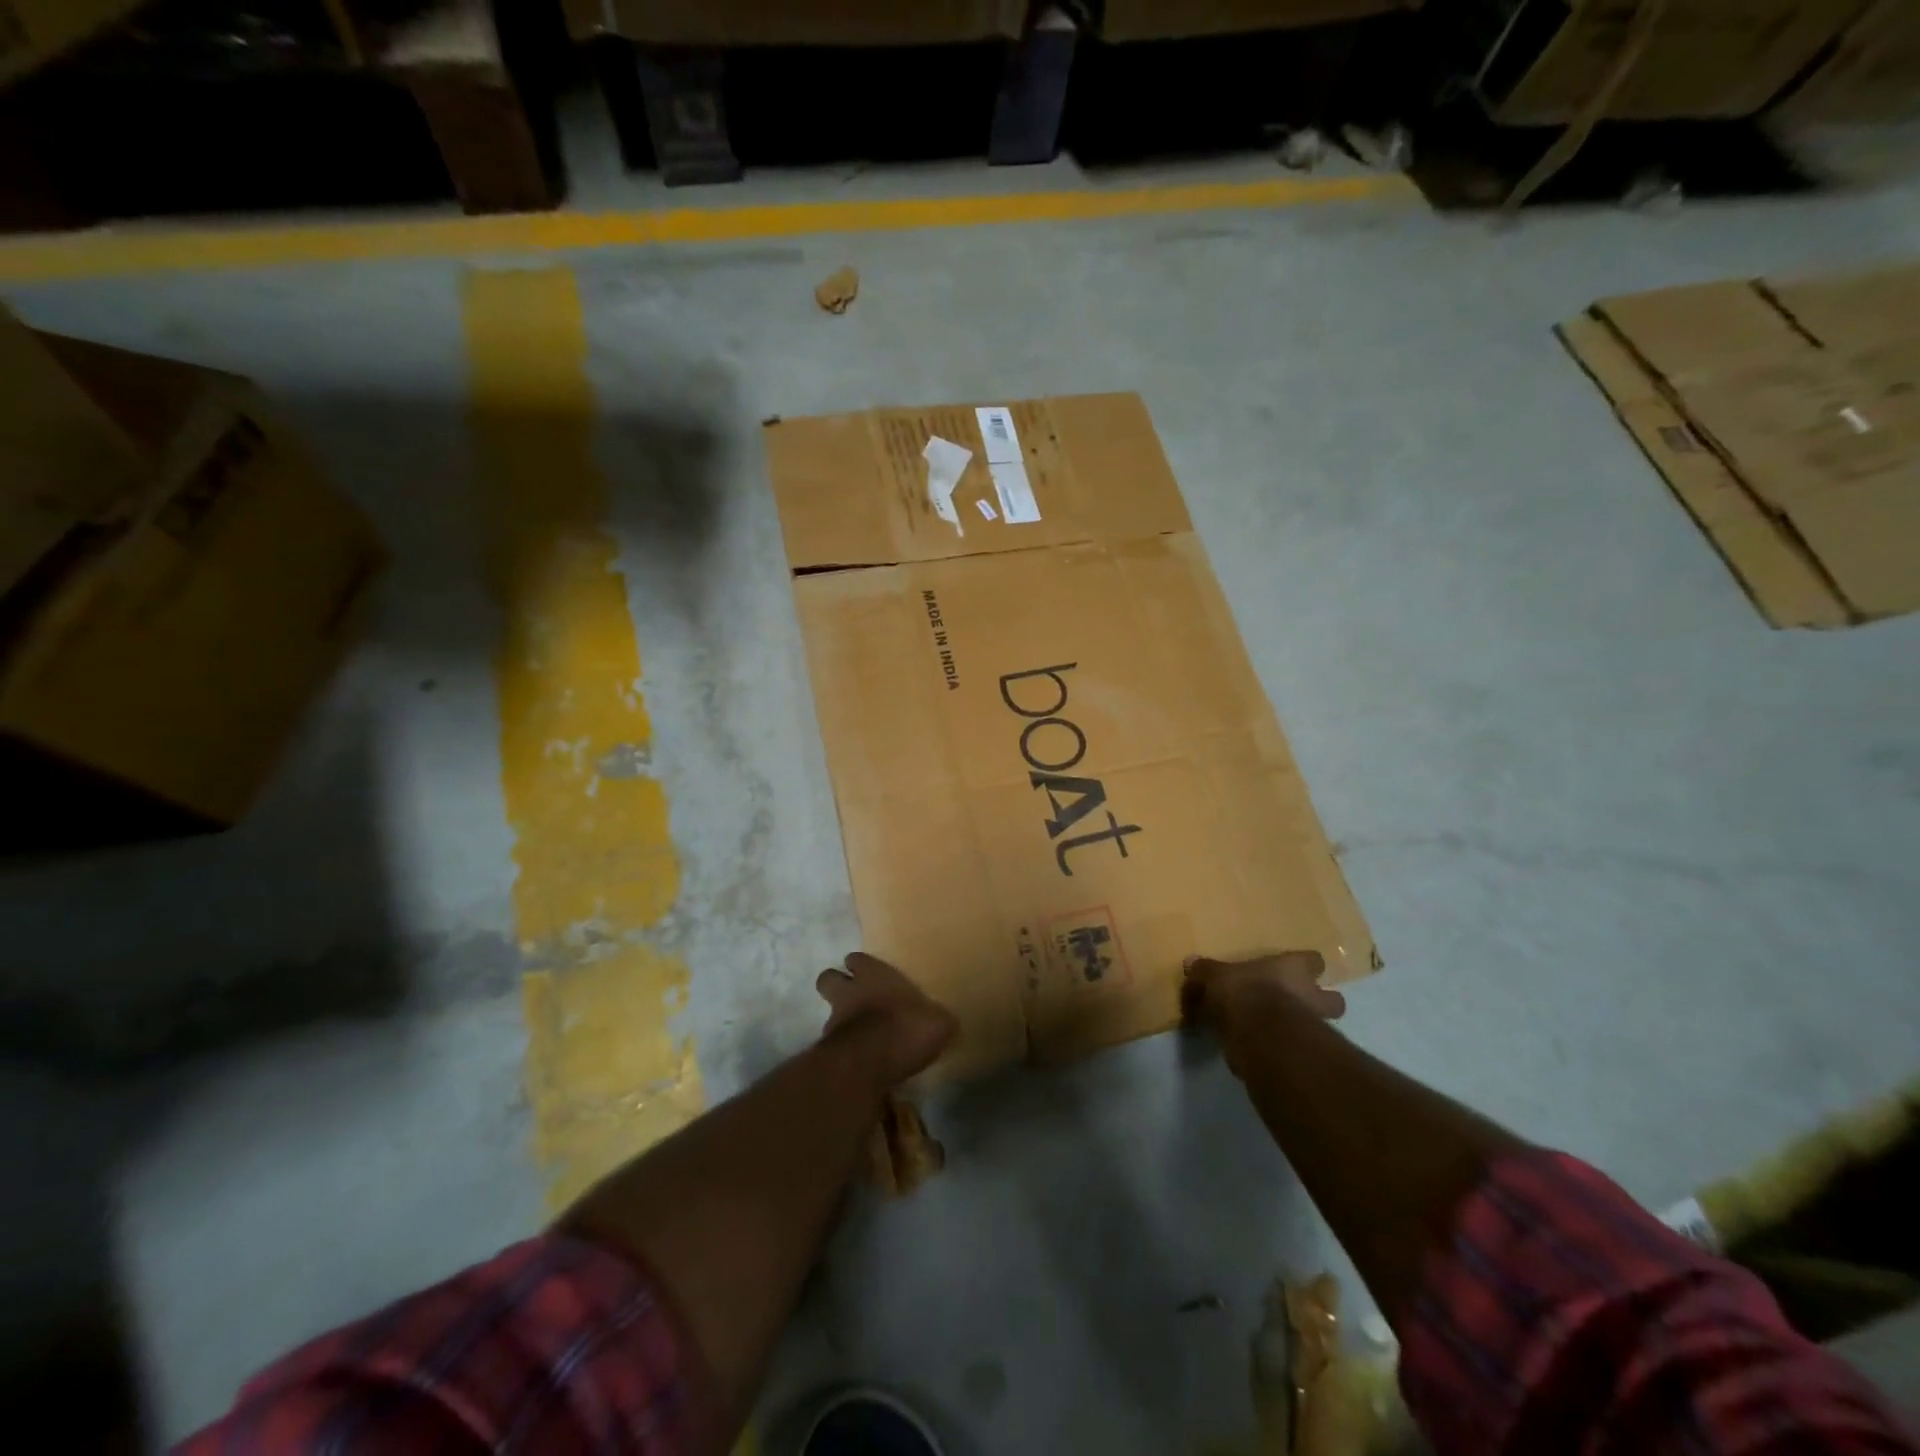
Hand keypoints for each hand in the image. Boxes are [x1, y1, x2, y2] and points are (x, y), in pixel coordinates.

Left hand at [816, 952, 957, 1087]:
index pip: (856, 958)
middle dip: (836, 985)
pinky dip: (843, 1051)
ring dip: (840, 1022)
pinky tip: (860, 1062)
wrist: (868, 1063)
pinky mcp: (827, 1051)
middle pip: (828, 978)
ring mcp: (834, 1021)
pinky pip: (832, 1046)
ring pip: (828, 1013)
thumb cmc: (905, 1027)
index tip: (871, 975)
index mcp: (874, 975)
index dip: (861, 966)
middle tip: (855, 998)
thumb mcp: (938, 1023)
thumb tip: (946, 1023)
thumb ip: (938, 1020)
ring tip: (860, 1037)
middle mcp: (848, 992)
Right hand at [1182, 951, 1344, 1077]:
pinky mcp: (1306, 1056)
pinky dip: (1287, 1051)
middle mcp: (1311, 995)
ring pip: (1323, 1027)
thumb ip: (1206, 971)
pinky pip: (1300, 1051)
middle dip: (1320, 1003)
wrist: (1260, 1037)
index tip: (1292, 971)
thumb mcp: (1215, 977)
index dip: (1305, 966)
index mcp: (1293, 969)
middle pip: (1334, 999)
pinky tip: (1267, 1052)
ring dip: (1307, 1029)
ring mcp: (1315, 1027)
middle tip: (1297, 1005)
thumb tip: (1191, 963)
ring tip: (1282, 1033)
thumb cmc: (1243, 993)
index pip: (1313, 961)